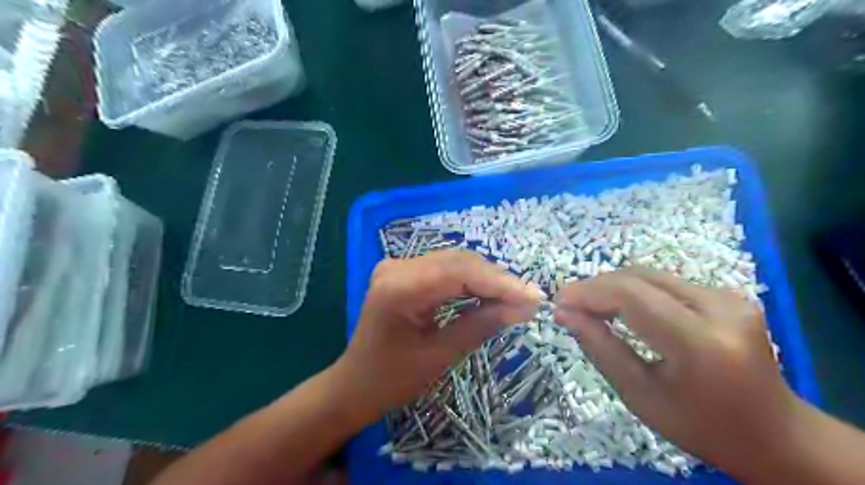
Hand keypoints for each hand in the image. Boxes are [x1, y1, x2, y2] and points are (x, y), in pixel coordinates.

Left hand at [333, 251, 542, 421]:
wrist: (355, 383)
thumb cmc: (392, 379)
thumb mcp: (441, 355)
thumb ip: (482, 324)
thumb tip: (524, 307)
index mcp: (400, 287)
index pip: (461, 272)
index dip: (501, 283)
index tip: (534, 298)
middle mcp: (397, 266)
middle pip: (459, 262)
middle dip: (497, 280)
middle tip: (528, 300)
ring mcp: (398, 266)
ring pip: (454, 263)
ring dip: (486, 279)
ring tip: (515, 298)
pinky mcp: (403, 272)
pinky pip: (444, 270)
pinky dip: (469, 281)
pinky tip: (488, 294)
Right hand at [549, 267, 807, 478]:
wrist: (775, 434)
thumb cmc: (701, 427)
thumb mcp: (640, 396)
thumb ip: (600, 348)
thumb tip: (564, 313)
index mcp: (701, 343)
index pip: (631, 296)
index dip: (588, 293)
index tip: (558, 302)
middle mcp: (720, 308)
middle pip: (639, 277)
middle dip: (596, 287)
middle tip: (569, 305)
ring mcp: (728, 296)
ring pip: (650, 274)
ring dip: (613, 286)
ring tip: (589, 306)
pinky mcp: (727, 293)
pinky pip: (665, 281)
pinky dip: (634, 290)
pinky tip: (621, 307)